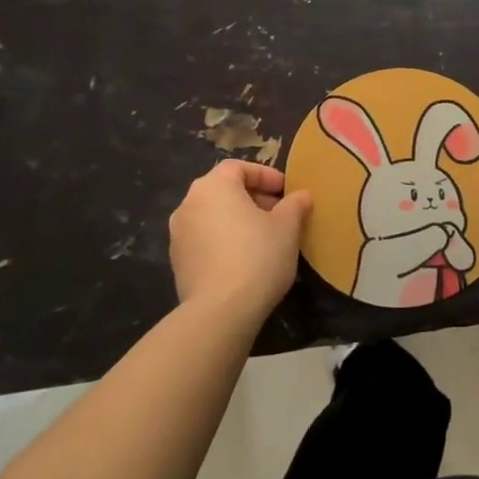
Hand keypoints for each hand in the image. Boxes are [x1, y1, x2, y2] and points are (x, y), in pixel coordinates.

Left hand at [168, 160, 310, 319]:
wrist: (221, 310)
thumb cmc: (258, 256)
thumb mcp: (287, 227)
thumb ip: (295, 204)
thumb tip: (301, 195)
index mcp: (213, 186)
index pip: (239, 168)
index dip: (266, 176)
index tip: (286, 191)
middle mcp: (189, 204)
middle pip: (224, 191)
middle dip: (253, 199)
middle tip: (280, 215)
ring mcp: (178, 234)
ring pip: (214, 217)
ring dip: (238, 221)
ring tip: (265, 239)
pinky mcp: (177, 262)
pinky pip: (205, 240)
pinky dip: (224, 241)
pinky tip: (245, 261)